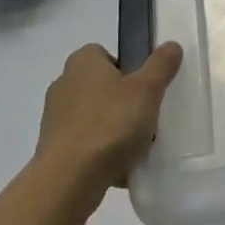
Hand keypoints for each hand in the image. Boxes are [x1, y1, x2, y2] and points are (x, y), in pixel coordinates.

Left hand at [36, 42, 183, 199]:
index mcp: (83, 62)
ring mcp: (54, 117)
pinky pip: (85, 144)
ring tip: (135, 147)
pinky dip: (100, 153)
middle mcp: (64, 83)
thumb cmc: (110, 124)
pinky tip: (118, 168)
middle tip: (145, 118)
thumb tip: (171, 45)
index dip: (128, 69)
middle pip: (102, 87)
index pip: (106, 54)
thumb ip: (161, 65)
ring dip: (112, 129)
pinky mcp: (52, 147)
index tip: (144, 89)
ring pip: (94, 117)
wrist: (69, 179)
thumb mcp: (146, 90)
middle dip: (122, 102)